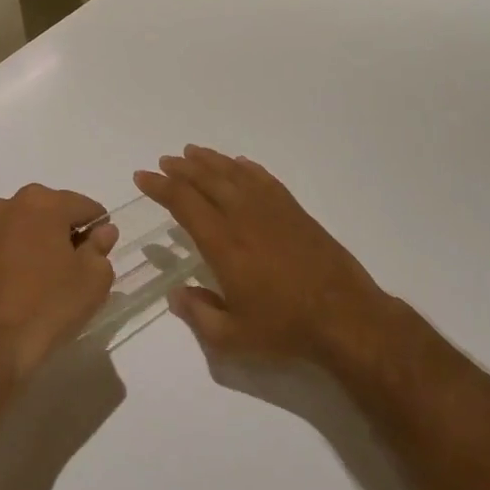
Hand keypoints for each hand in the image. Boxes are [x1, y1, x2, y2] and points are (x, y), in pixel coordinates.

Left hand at [0, 184, 119, 383]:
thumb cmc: (48, 307)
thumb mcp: (93, 280)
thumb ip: (101, 248)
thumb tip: (102, 231)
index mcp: (42, 203)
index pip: (84, 207)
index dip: (98, 228)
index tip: (100, 253)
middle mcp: (7, 205)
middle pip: (48, 212)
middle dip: (64, 232)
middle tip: (74, 267)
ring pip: (19, 226)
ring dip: (34, 241)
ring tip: (43, 277)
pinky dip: (9, 256)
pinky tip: (16, 285)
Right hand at [134, 146, 403, 367]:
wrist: (346, 317)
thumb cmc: (285, 328)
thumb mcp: (232, 336)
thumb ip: (198, 314)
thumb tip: (175, 295)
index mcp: (223, 244)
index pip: (184, 203)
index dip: (160, 187)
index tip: (142, 177)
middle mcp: (244, 217)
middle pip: (207, 180)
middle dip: (181, 168)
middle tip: (164, 161)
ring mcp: (273, 210)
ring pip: (235, 174)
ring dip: (211, 161)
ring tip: (193, 152)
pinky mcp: (296, 212)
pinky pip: (265, 179)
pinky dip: (247, 168)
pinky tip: (239, 164)